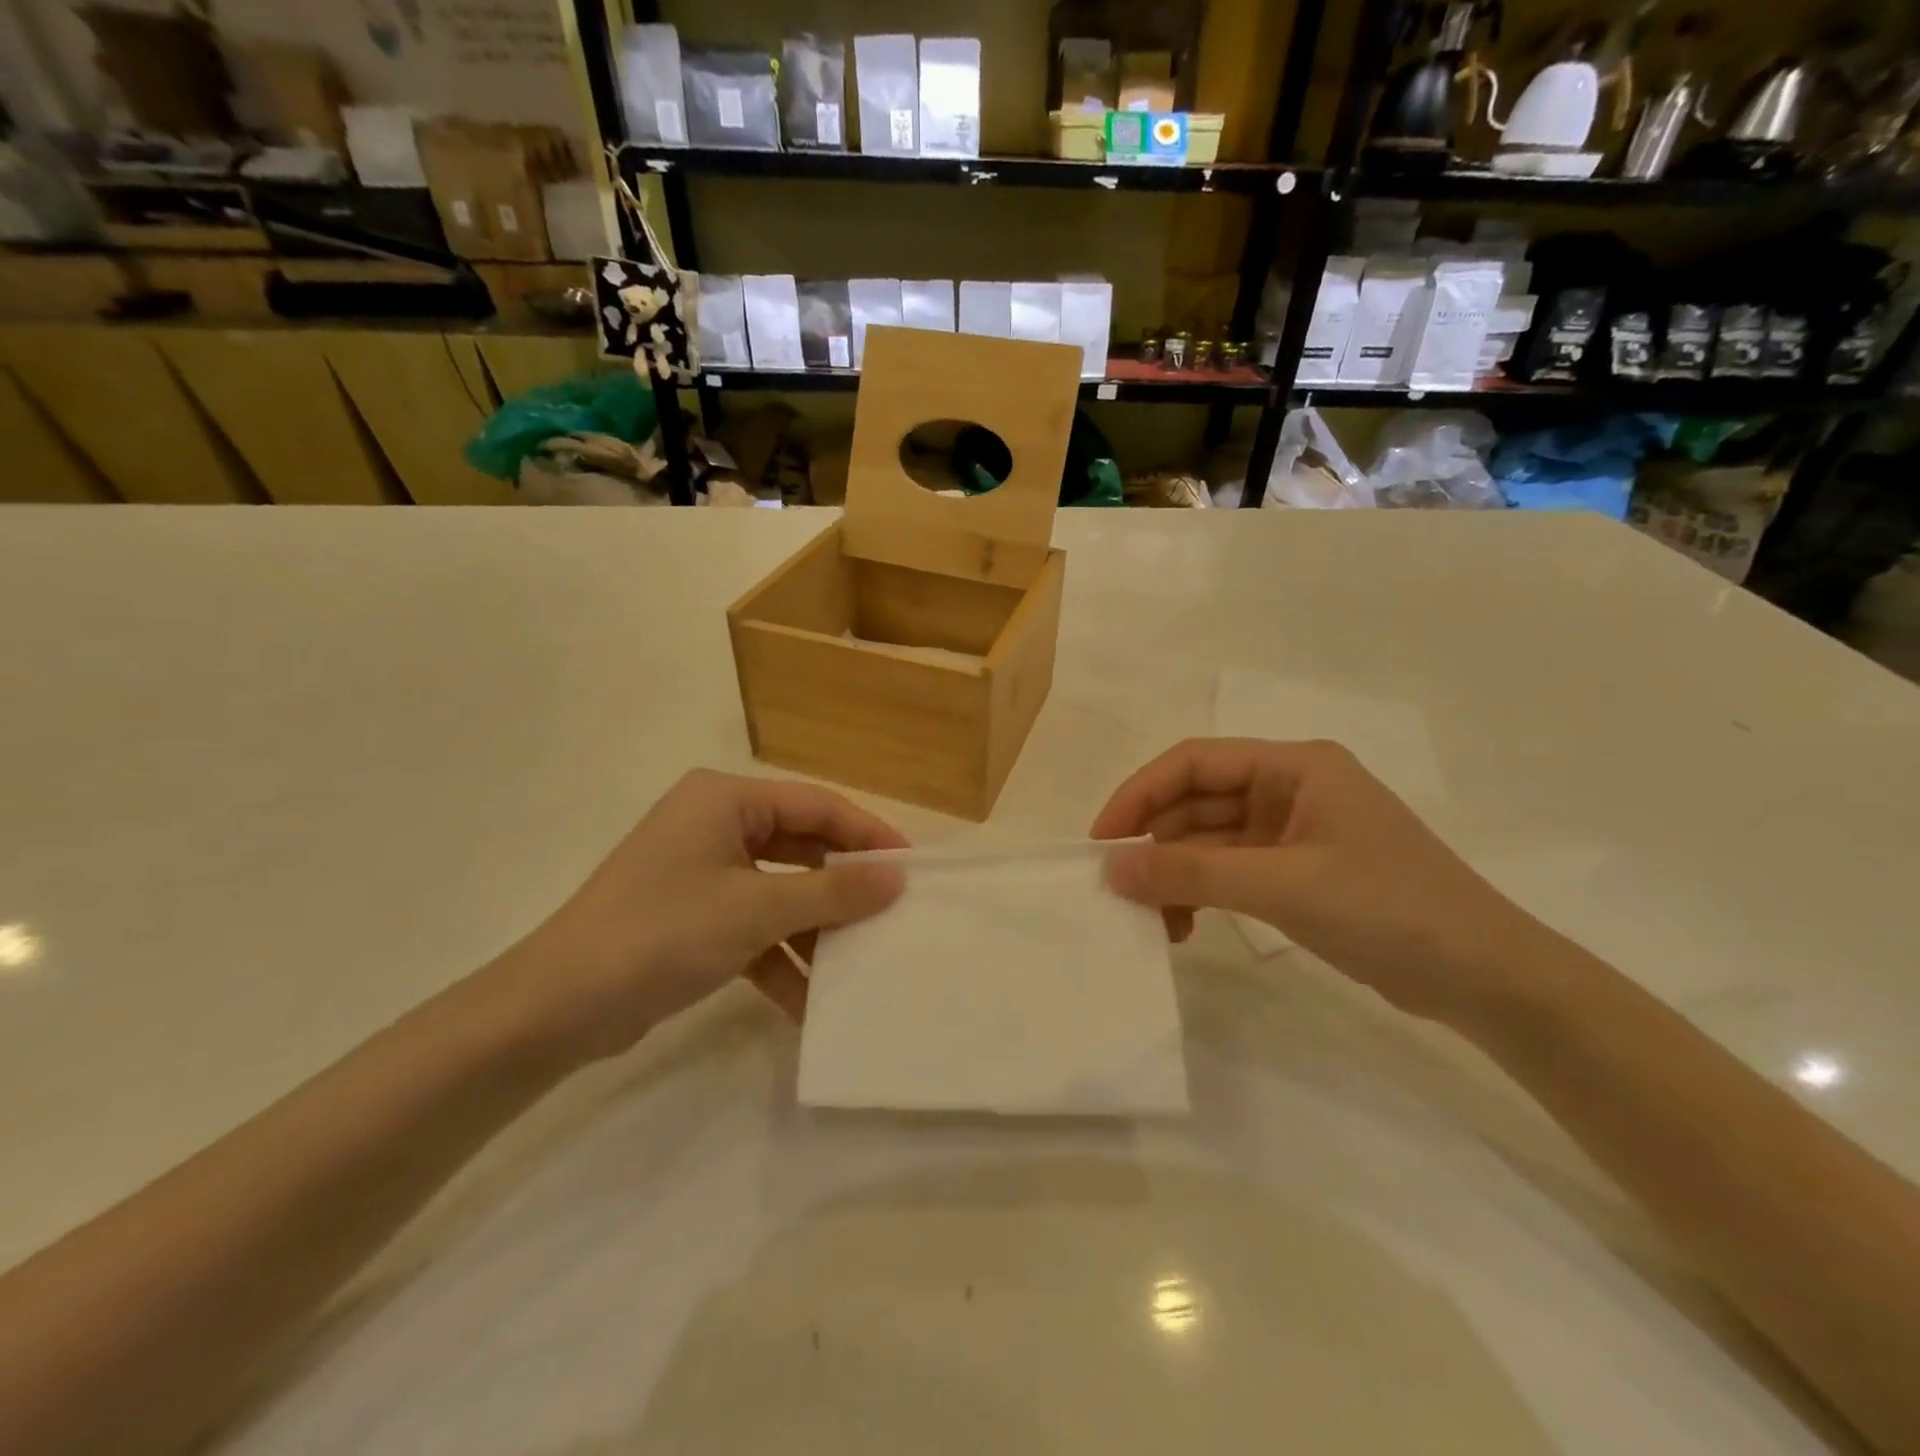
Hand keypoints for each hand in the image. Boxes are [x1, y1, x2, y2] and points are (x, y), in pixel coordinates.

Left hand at [502, 770, 907, 1059]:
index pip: (816, 806)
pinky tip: (809, 1002)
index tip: (911, 869)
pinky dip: (781, 959)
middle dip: (843, 887)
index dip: (867, 834)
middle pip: (802, 847)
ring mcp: (703, 873)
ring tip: (860, 963)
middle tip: (892, 914)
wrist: (555, 1009)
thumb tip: (896, 877)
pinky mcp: (695, 917)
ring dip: (815, 929)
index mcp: (726, 800)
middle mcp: (716, 825)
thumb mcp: (756, 910)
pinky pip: (755, 927)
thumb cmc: (661, 934)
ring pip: (781, 891)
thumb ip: (832, 891)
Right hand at [1091, 738, 1544, 1025]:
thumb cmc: (1389, 909)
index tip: (1102, 840)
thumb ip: (1193, 872)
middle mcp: (1289, 789)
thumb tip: (1111, 869)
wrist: (1485, 978)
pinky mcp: (1296, 872)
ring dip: (1175, 874)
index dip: (1139, 794)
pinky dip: (1201, 894)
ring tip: (1151, 920)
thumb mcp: (1284, 886)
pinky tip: (1184, 927)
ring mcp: (1292, 832)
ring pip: (1208, 841)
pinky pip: (1229, 871)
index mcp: (1293, 766)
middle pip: (1197, 801)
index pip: (1194, 762)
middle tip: (1119, 889)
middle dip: (1154, 842)